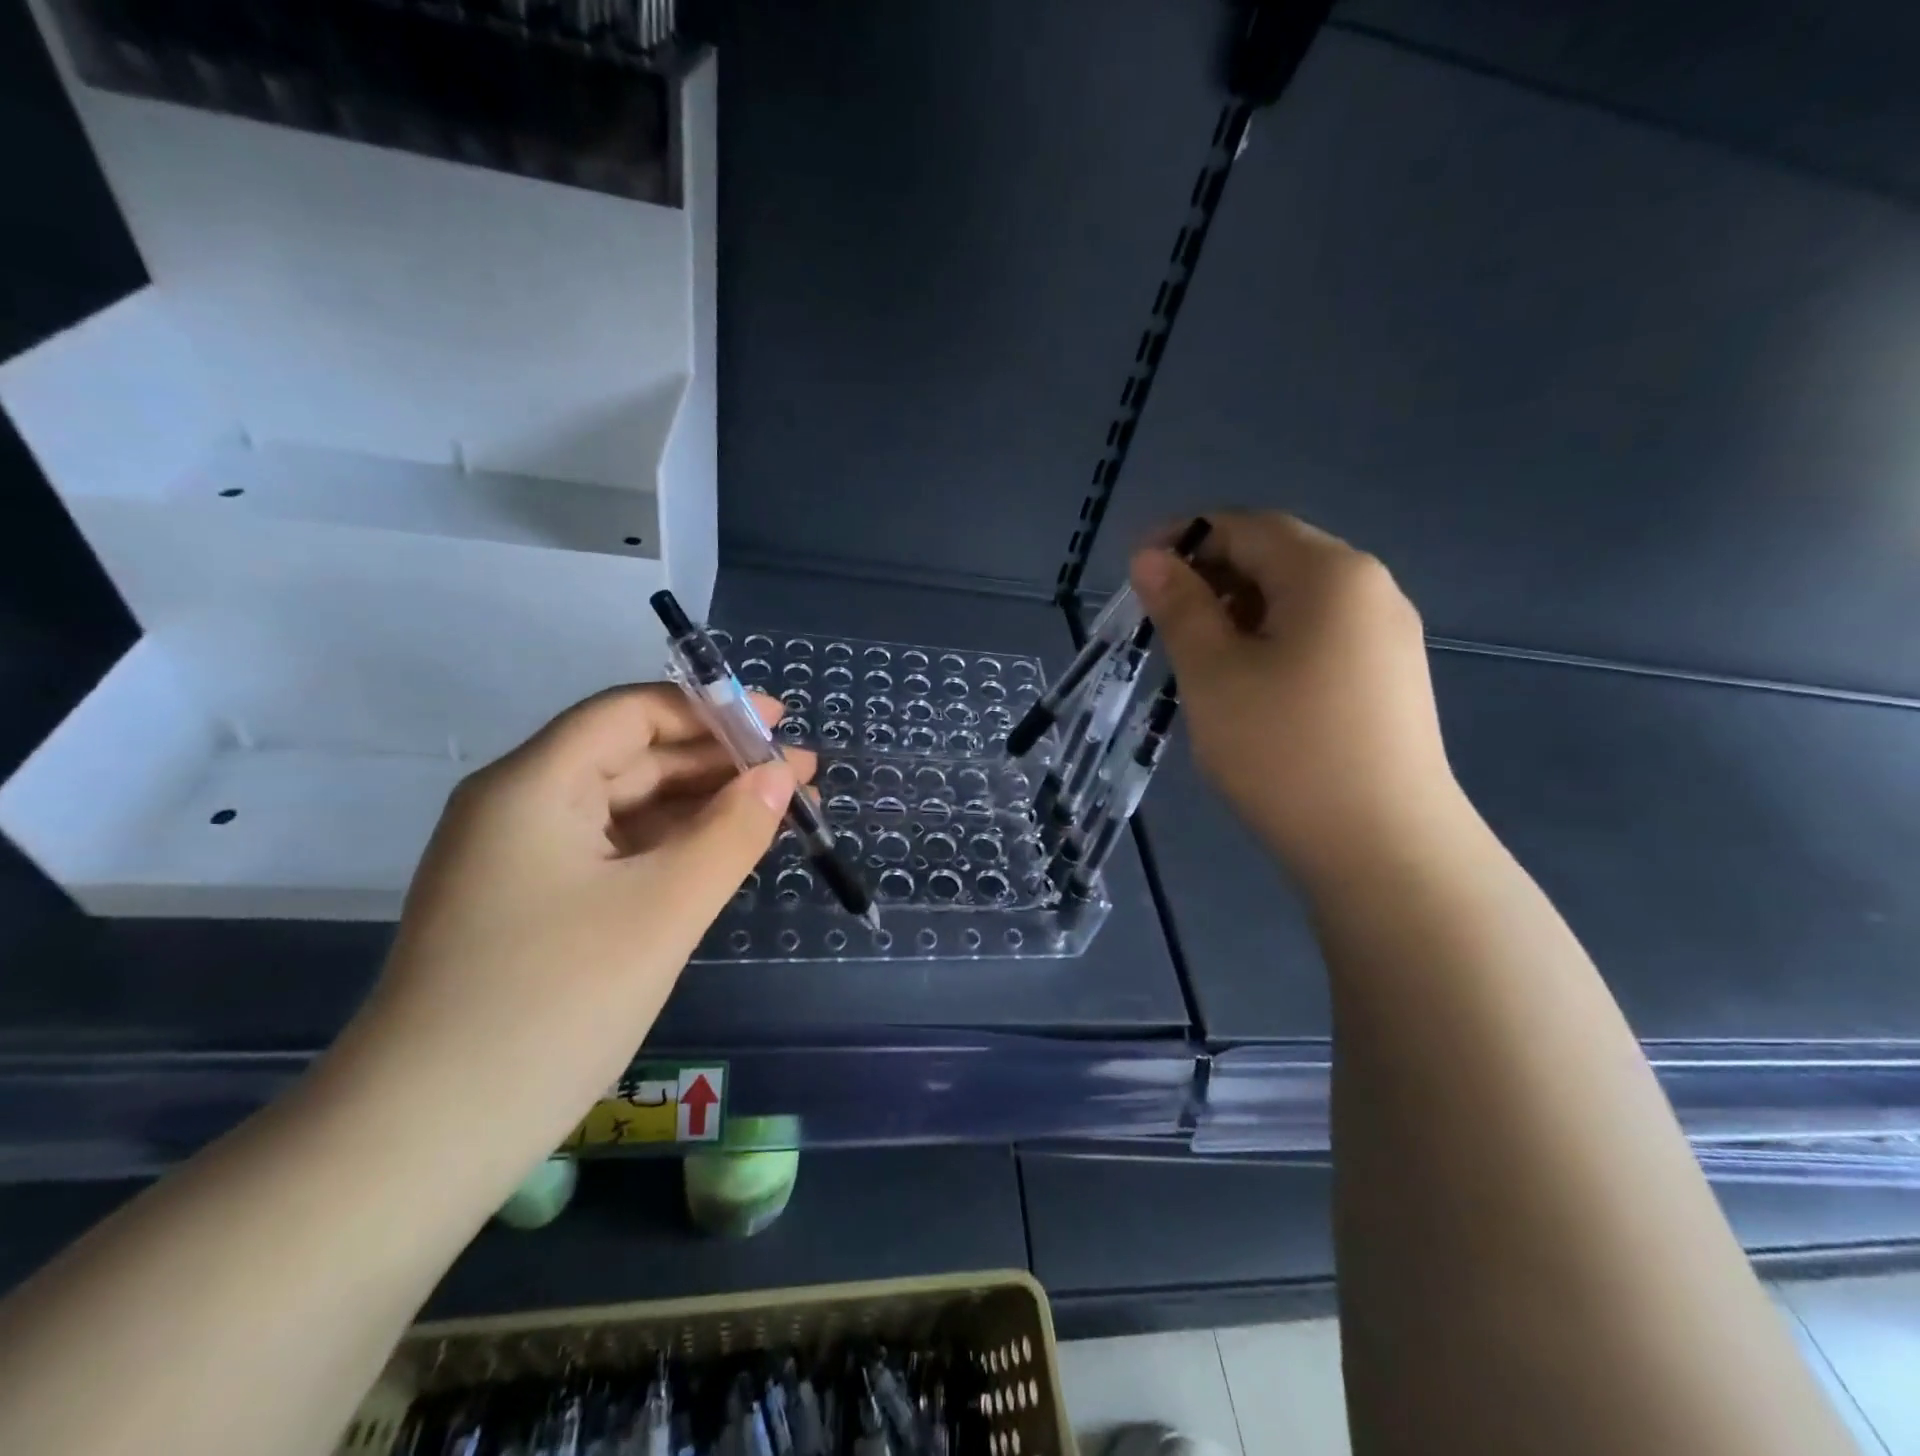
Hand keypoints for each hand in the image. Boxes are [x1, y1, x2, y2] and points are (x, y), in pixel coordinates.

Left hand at [321, 685, 810, 1192]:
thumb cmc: (554, 1004)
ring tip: (774, 814)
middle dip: (716, 762)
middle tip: (797, 778)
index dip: (711, 710)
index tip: (779, 725)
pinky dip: (668, 847)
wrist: (425, 1140)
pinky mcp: (529, 905)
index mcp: (533, 785)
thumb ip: (732, 832)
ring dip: (698, 805)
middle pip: (630, 756)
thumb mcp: (664, 910)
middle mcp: (518, 807)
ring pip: (624, 807)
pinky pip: (611, 852)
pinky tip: (717, 856)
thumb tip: (780, 777)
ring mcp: (519, 859)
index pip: (630, 714)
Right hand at [1131, 511, 1463, 883]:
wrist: (1383, 849)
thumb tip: (1151, 558)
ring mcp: (1387, 635)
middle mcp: (1370, 588)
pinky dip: (1272, 640)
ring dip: (1239, 611)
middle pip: (1277, 556)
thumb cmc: (1284, 751)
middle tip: (1160, 619)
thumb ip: (1180, 607)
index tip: (1136, 572)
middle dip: (1211, 576)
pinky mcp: (1389, 677)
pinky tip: (1247, 683)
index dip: (1184, 538)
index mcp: (1329, 573)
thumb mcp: (1214, 674)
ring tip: (1196, 655)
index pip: (1246, 526)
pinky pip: (1320, 634)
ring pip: (1297, 599)